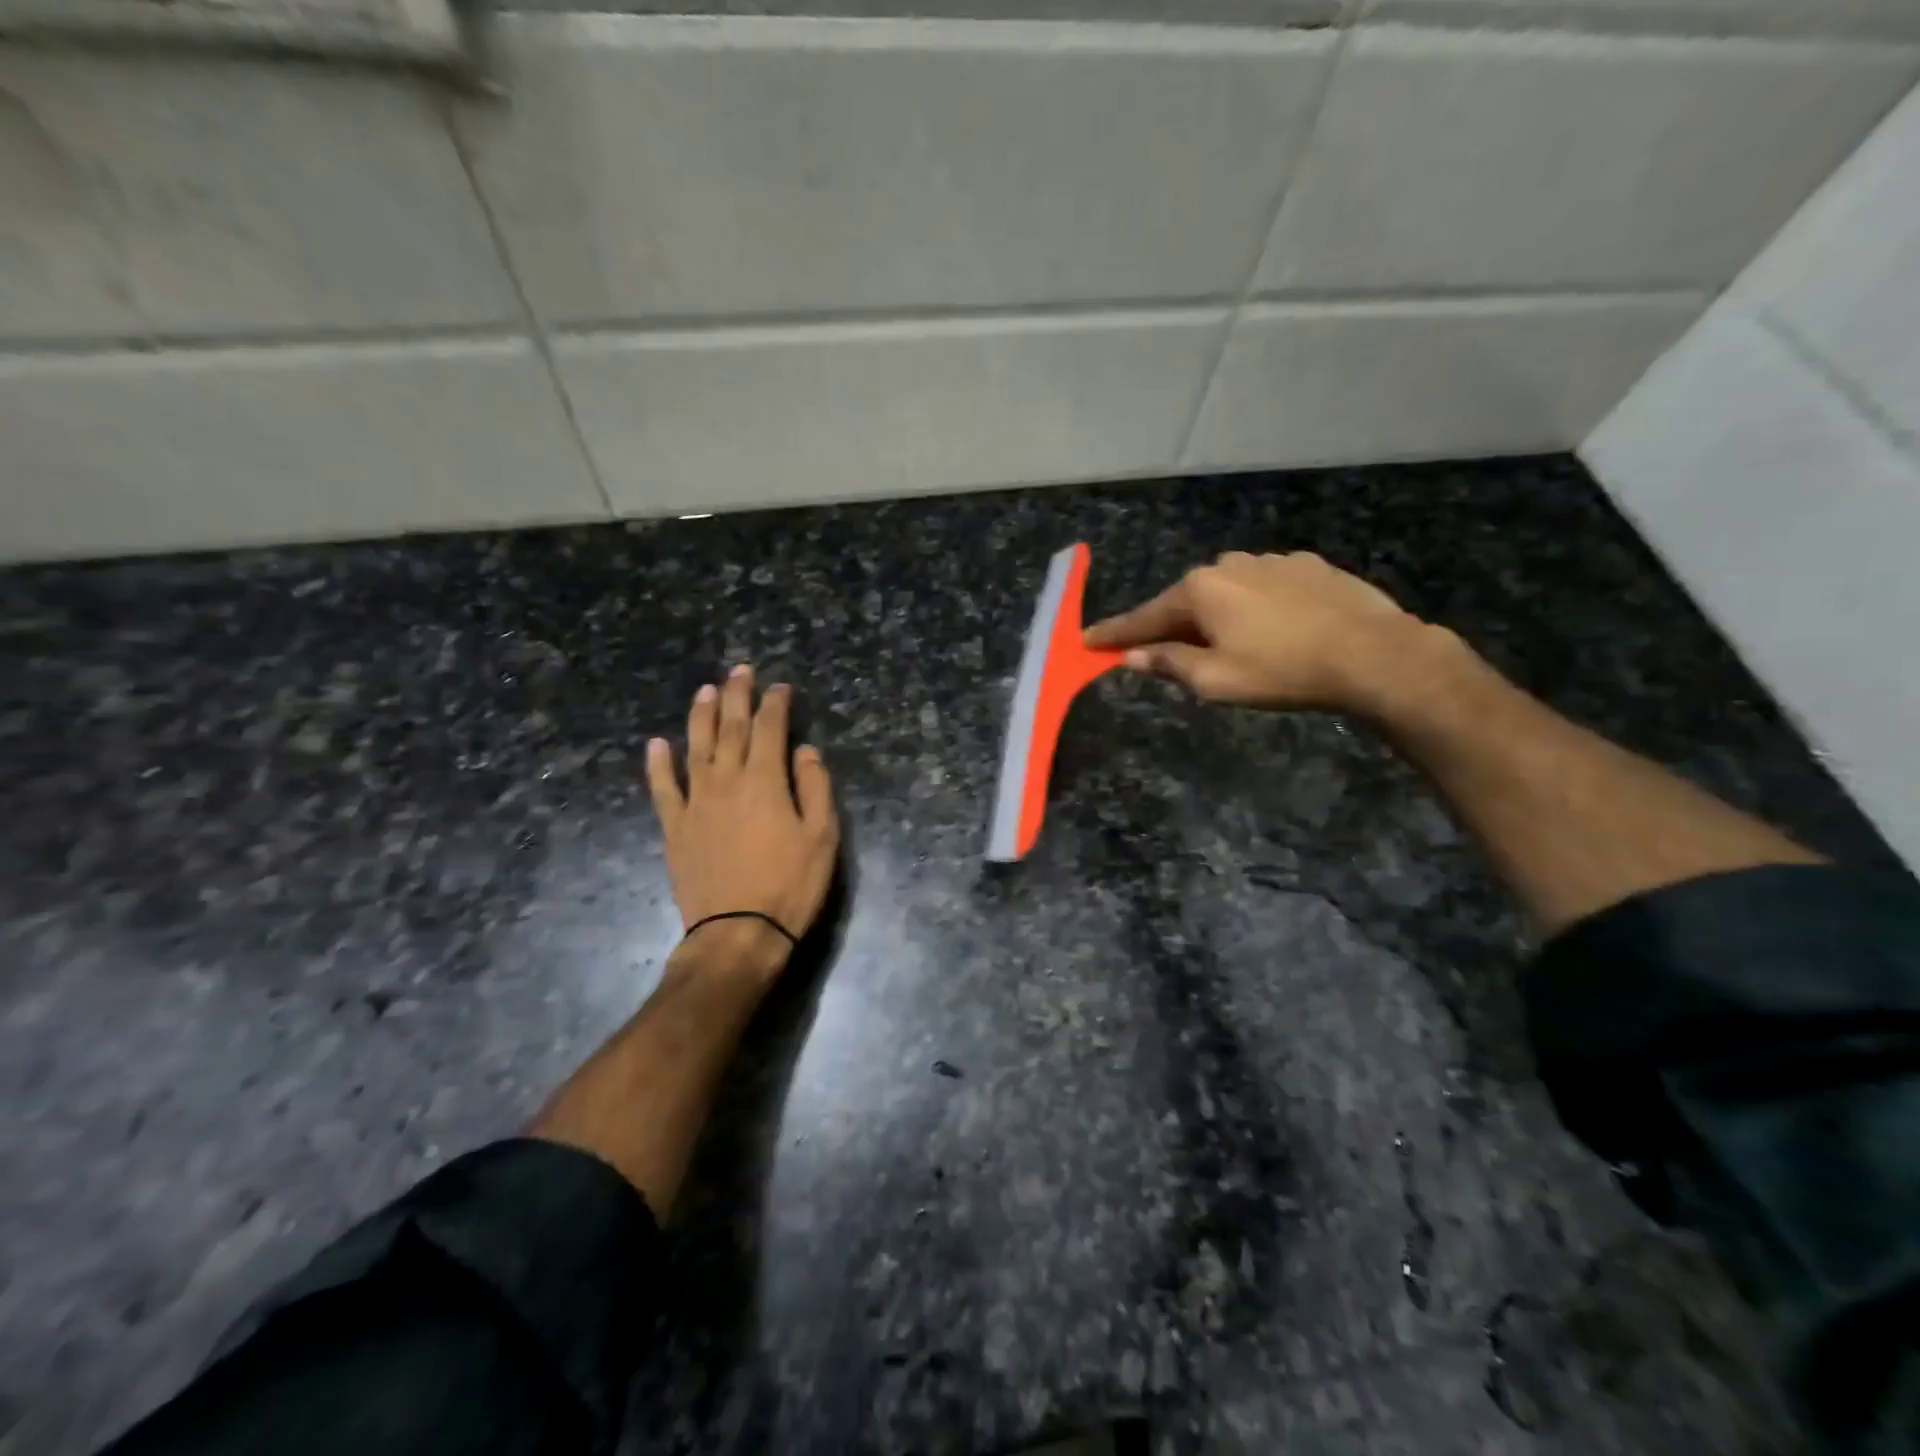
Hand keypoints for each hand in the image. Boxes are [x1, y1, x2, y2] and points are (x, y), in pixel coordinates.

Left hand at [646, 666, 839, 973]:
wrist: (738, 933)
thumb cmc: (790, 885)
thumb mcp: (822, 837)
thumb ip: (815, 788)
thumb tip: (805, 751)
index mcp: (765, 781)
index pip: (770, 729)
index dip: (775, 704)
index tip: (780, 688)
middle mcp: (727, 781)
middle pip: (730, 728)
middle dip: (737, 696)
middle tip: (740, 672)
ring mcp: (696, 803)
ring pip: (695, 748)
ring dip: (700, 716)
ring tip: (705, 691)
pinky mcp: (675, 827)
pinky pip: (663, 788)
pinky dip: (658, 764)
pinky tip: (657, 744)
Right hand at [1084, 552, 1431, 713]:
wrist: (1374, 654)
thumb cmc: (1283, 671)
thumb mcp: (1216, 680)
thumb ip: (1169, 664)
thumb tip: (1133, 657)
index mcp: (1200, 591)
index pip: (1144, 617)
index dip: (1114, 635)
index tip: (1086, 641)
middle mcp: (1229, 565)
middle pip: (1185, 602)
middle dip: (1170, 627)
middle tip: (1162, 656)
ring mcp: (1271, 560)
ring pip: (1226, 592)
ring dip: (1216, 617)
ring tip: (1229, 647)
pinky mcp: (1307, 566)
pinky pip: (1263, 588)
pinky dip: (1254, 608)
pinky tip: (1273, 629)